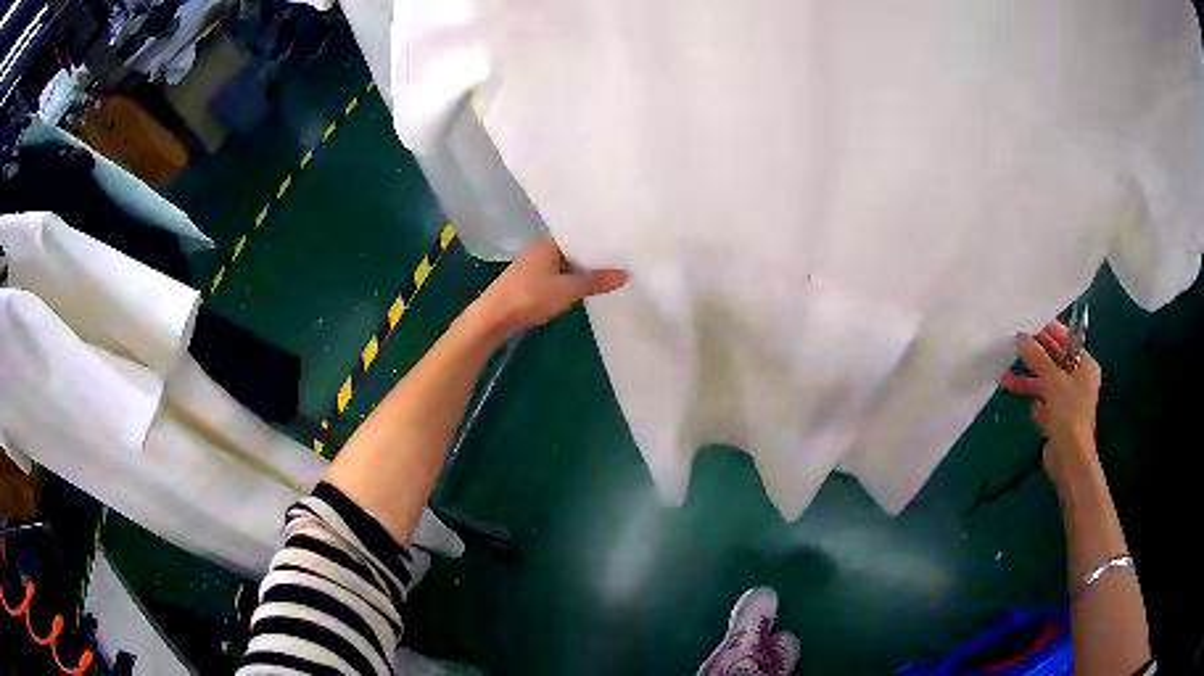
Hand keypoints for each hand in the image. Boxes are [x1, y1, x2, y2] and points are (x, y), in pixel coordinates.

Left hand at [474, 233, 627, 335]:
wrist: (494, 317)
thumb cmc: (529, 296)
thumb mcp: (568, 290)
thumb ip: (596, 281)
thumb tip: (625, 274)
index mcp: (548, 241)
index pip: (577, 230)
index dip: (597, 234)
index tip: (619, 237)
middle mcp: (541, 248)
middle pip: (572, 246)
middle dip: (592, 252)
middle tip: (621, 254)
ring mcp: (534, 264)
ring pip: (565, 261)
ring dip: (582, 266)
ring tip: (610, 269)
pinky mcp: (530, 280)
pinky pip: (557, 273)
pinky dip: (571, 277)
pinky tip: (585, 284)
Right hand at [999, 321, 1101, 483]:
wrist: (1069, 458)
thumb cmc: (1068, 412)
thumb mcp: (1051, 379)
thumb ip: (1036, 356)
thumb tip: (1020, 336)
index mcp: (1086, 365)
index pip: (1067, 340)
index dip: (1049, 331)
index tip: (1029, 324)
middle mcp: (1079, 380)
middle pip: (1055, 361)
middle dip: (1035, 356)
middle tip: (1014, 346)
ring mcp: (1069, 401)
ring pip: (1046, 383)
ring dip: (1027, 380)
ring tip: (1004, 377)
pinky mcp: (1058, 418)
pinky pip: (1044, 402)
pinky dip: (1033, 400)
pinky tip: (1023, 403)